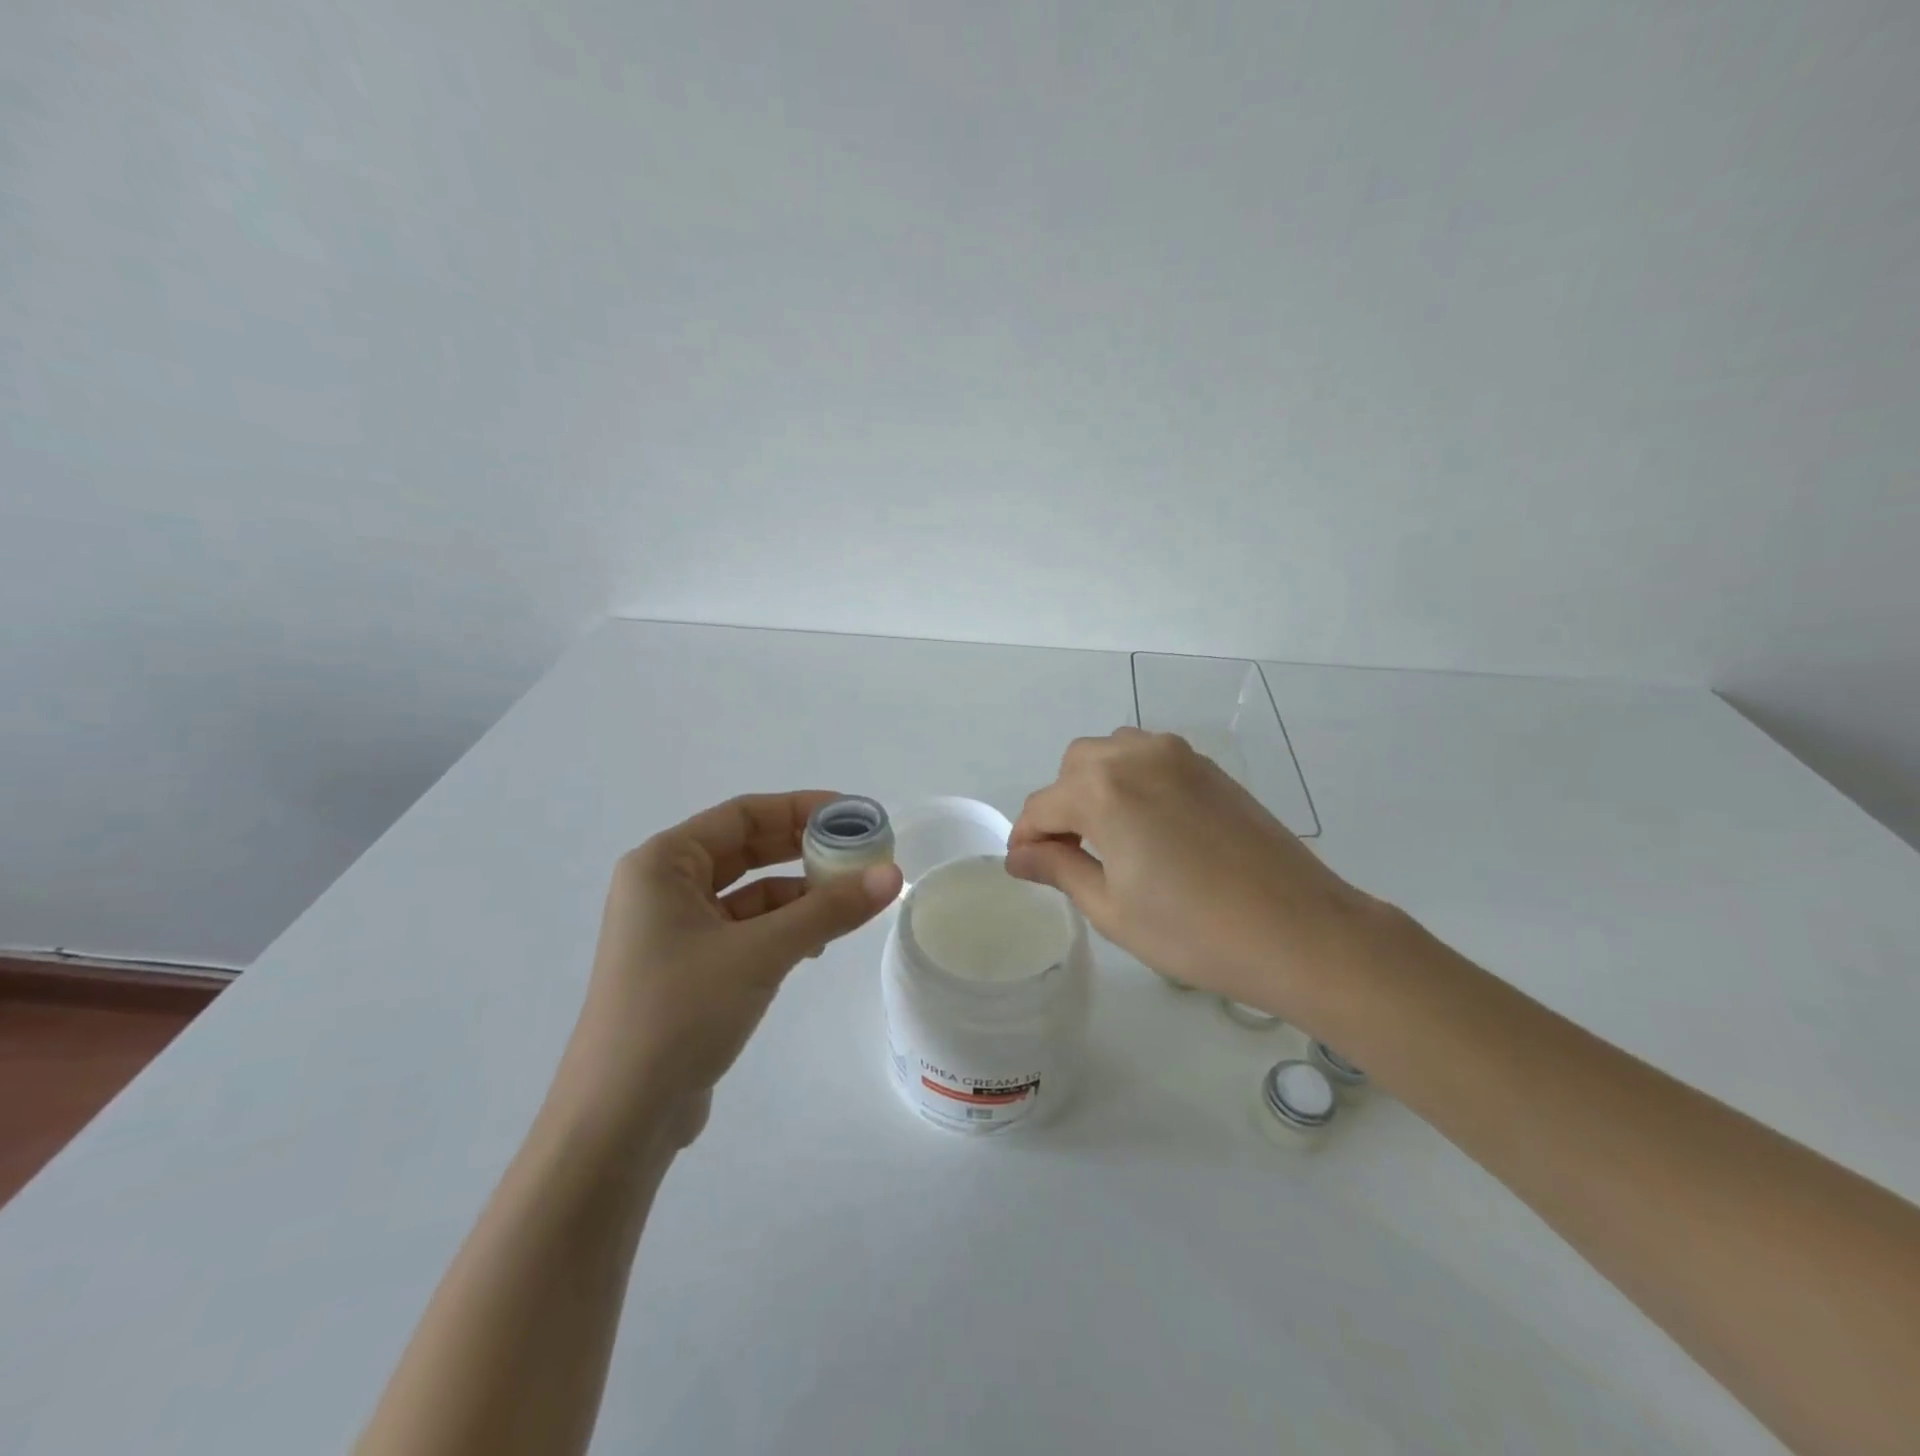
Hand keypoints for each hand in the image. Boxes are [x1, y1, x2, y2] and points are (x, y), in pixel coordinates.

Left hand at [563, 792, 901, 1143]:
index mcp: (662, 864)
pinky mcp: (687, 969)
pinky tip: (817, 944)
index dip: (800, 808)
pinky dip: (782, 928)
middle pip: (746, 850)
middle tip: (860, 853)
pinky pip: (744, 930)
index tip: (853, 815)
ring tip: (851, 899)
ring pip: (748, 893)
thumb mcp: (761, 952)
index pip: (742, 815)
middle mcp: (663, 888)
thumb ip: (828, 910)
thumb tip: (892, 873)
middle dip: (803, 850)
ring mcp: (673, 931)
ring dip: (798, 894)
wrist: (619, 1120)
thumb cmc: (680, 1013)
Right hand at [1006, 729, 1384, 1015]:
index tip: (1025, 868)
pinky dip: (1130, 781)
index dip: (1026, 839)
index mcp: (1103, 791)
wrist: (1300, 931)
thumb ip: (1059, 870)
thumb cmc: (1194, 931)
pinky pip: (1149, 758)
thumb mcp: (1112, 909)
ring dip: (1094, 787)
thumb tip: (1019, 856)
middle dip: (1059, 808)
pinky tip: (1146, 825)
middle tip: (1067, 856)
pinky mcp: (1208, 767)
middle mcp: (1136, 756)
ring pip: (1112, 754)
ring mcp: (1178, 756)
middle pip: (1074, 770)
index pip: (1042, 807)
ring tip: (1106, 837)